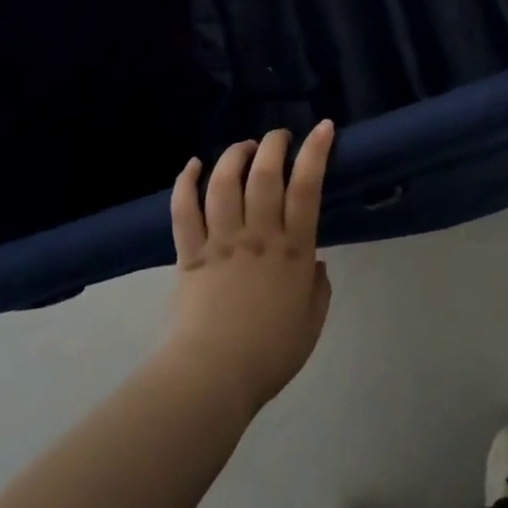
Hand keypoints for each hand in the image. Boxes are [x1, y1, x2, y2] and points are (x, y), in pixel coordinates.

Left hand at [166, 122, 335, 415]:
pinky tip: (193, 165)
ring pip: (225, 183)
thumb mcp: (312, 322)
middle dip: (274, 144)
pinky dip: (186, 183)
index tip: (323, 127)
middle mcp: (258, 235)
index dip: (316, 151)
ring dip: (235, 155)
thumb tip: (316, 263)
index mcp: (293, 249)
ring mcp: (221, 241)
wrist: (213, 380)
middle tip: (279, 137)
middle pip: (265, 173)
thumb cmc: (270, 354)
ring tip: (244, 147)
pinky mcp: (190, 254)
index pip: (307, 186)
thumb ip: (319, 287)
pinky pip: (184, 210)